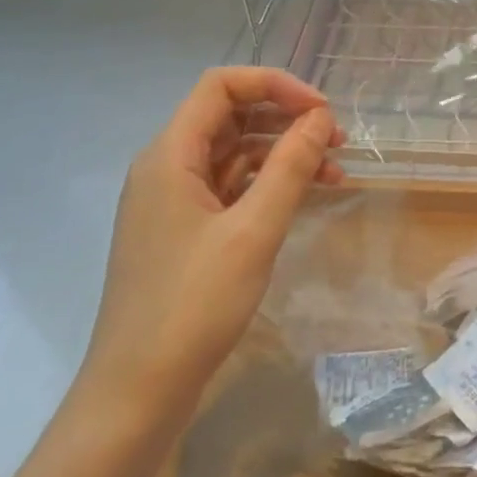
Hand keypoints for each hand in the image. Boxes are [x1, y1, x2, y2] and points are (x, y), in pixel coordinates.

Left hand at [78, 68, 344, 421]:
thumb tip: (321, 118)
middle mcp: (167, 168)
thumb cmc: (192, 304)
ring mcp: (174, 201)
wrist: (138, 391)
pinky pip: (232, 188)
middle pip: (231, 116)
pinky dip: (270, 185)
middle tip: (338, 141)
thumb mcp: (253, 230)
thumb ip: (290, 167)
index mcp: (170, 155)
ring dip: (284, 154)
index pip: (221, 86)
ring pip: (236, 154)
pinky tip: (306, 198)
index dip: (275, 85)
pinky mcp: (185, 231)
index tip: (322, 111)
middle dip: (287, 120)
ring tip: (334, 173)